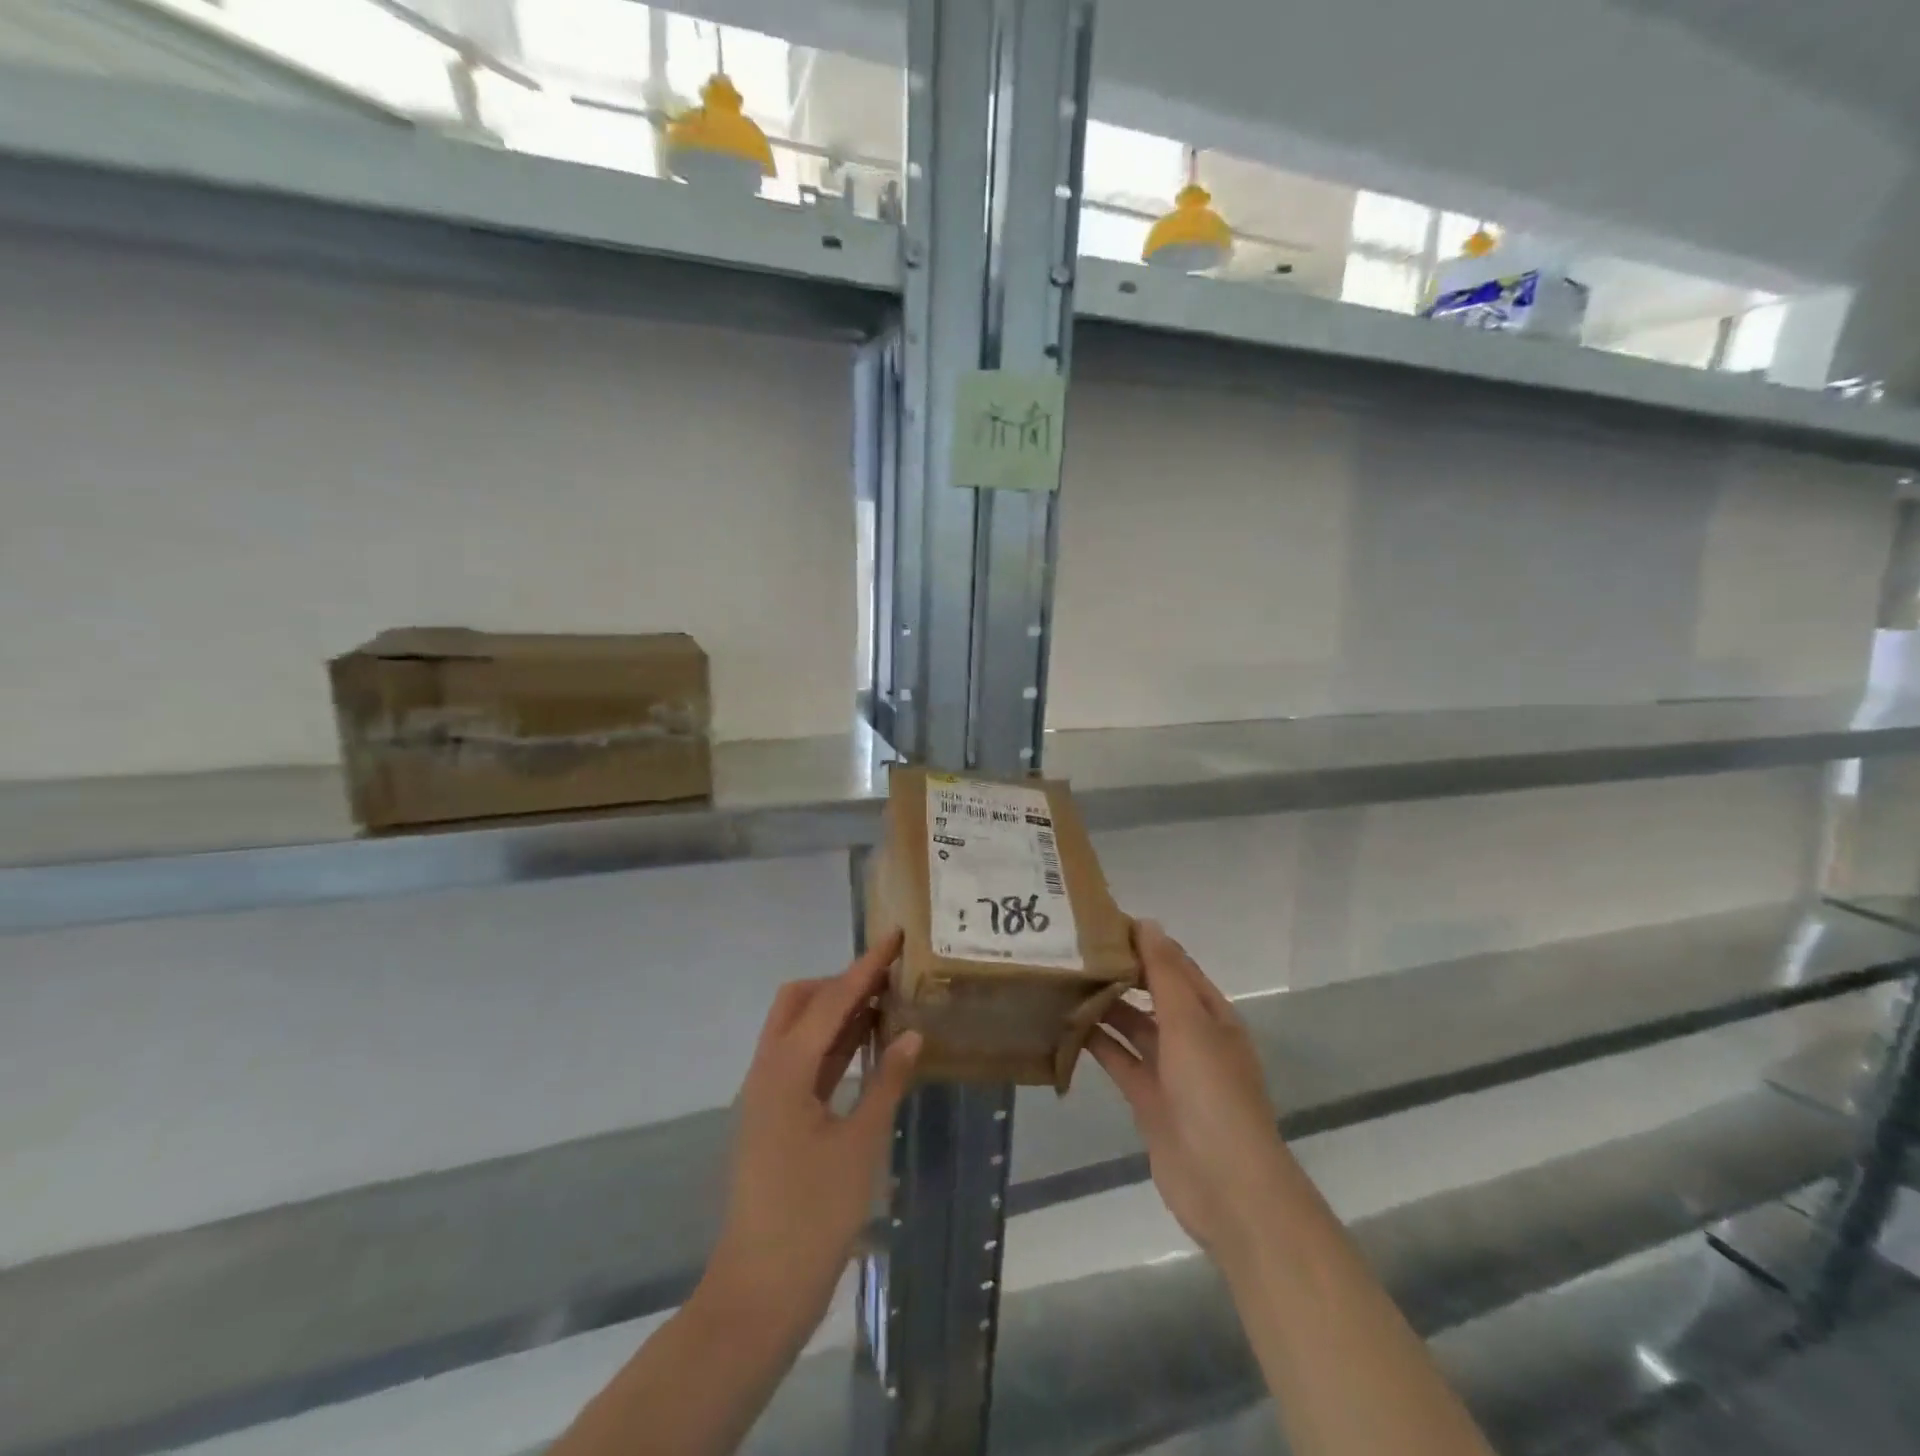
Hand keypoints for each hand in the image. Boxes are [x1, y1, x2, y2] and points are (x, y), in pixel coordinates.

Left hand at [703, 931, 921, 1337]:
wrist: (760, 1293)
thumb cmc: (812, 1216)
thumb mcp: (860, 1145)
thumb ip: (887, 1083)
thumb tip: (911, 1035)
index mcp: (785, 1070)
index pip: (831, 1000)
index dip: (865, 967)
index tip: (894, 937)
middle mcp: (769, 1072)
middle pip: (800, 1003)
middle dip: (841, 983)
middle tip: (888, 980)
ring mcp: (768, 1096)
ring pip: (801, 1032)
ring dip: (838, 1013)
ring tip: (886, 1002)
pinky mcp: (775, 1119)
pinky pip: (805, 1062)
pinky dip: (833, 1046)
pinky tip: (867, 1048)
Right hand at [1089, 920, 1290, 1261]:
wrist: (1225, 1185)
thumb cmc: (1212, 1092)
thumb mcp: (1189, 1022)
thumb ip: (1165, 974)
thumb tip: (1147, 924)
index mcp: (1212, 1015)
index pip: (1176, 967)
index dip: (1145, 943)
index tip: (1102, 923)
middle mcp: (1193, 1038)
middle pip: (1153, 995)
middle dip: (1120, 974)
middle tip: (1073, 950)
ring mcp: (1171, 1071)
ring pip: (1133, 1027)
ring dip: (1105, 1007)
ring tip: (1063, 981)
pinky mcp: (1148, 1100)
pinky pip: (1120, 1061)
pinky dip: (1097, 1044)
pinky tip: (1065, 1026)